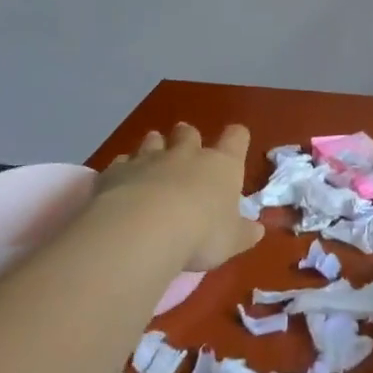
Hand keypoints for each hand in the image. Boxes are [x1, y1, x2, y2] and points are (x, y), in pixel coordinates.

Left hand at [89, 123, 262, 273]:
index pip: (236, 137)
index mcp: (221, 165)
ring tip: (152, 162)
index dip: (236, 139)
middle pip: (188, 132)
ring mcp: (148, 159)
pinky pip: (121, 163)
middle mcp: (186, 154)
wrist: (143, 231)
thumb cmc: (201, 233)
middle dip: (187, 138)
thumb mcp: (232, 241)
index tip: (235, 146)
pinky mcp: (116, 172)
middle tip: (186, 153)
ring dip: (154, 147)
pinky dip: (123, 170)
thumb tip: (256, 229)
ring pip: (152, 140)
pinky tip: (121, 185)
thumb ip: (244, 233)